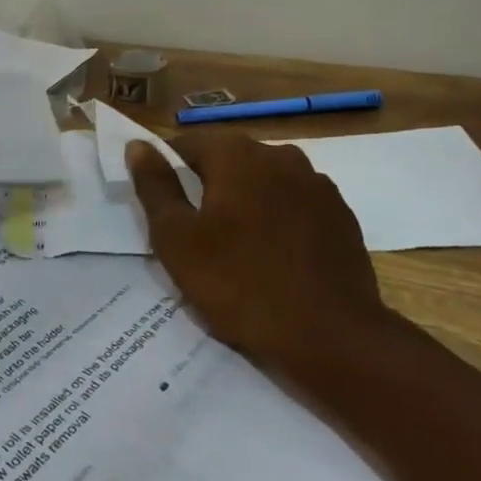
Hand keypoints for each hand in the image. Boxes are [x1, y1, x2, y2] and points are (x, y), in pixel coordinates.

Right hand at [126, 132, 390, 374]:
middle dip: (209, 187)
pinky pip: (296, 204)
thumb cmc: (241, 285)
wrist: (332, 336)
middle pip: (228, 160)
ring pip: (264, 182)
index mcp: (237, 154)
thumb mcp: (178, 240)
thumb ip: (155, 187)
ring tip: (238, 248)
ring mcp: (317, 183)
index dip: (169, 172)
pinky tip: (276, 257)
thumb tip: (138, 145)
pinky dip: (279, 220)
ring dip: (247, 202)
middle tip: (197, 234)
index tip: (164, 208)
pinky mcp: (341, 213)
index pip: (187, 144)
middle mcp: (280, 154)